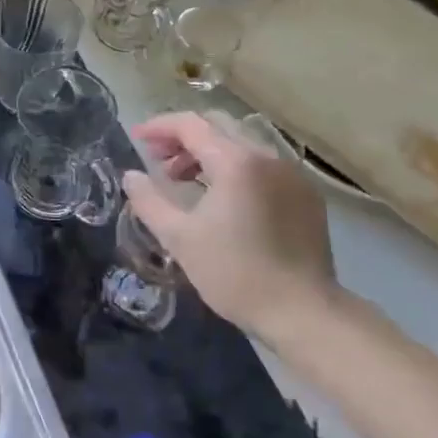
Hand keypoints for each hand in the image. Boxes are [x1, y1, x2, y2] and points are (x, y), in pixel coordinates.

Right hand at [121, 112, 339, 344]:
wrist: (303, 312)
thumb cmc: (235, 274)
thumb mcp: (179, 238)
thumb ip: (149, 200)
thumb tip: (131, 175)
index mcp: (236, 162)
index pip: (191, 125)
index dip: (159, 126)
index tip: (136, 138)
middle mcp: (267, 157)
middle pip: (218, 126)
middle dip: (183, 137)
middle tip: (158, 159)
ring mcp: (292, 174)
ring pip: (242, 144)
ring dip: (209, 152)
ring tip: (186, 180)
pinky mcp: (306, 195)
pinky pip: (263, 165)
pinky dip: (235, 167)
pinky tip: (223, 197)